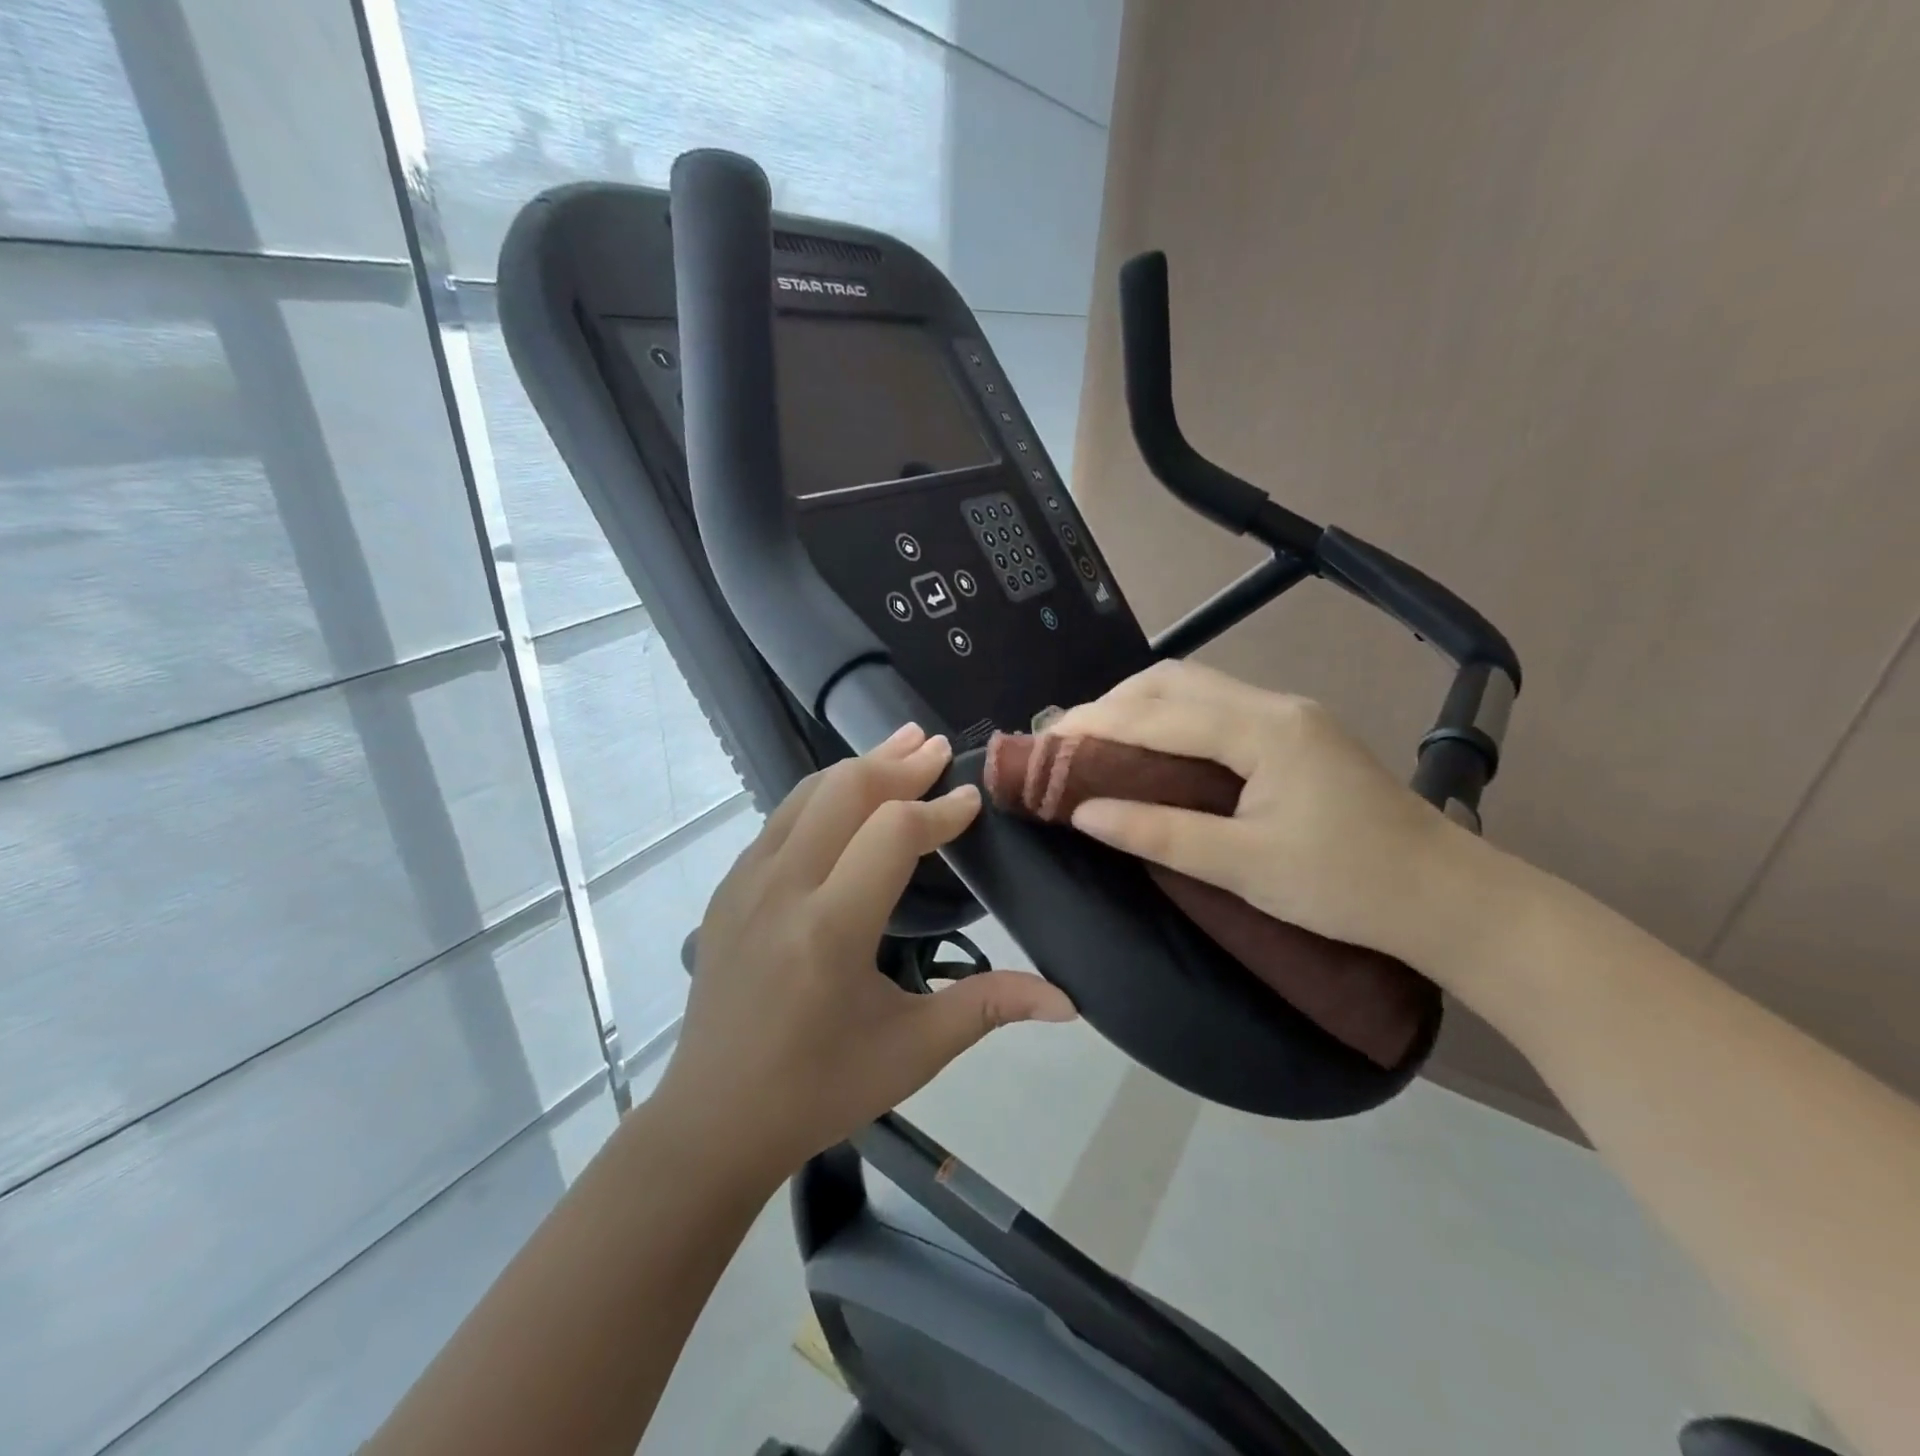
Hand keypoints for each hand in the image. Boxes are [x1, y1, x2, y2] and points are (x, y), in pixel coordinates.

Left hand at [654, 724, 1076, 1182]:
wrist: (714, 1119)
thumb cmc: (820, 1088)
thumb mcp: (913, 1051)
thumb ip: (989, 1008)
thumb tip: (1068, 1001)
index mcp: (830, 930)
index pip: (893, 834)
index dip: (940, 810)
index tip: (972, 801)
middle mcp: (782, 890)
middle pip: (844, 791)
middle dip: (898, 764)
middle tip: (937, 748)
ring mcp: (745, 884)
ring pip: (807, 795)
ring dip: (858, 766)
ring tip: (900, 745)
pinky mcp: (727, 888)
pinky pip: (781, 819)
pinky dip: (823, 794)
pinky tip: (847, 796)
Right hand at [1051, 659, 1501, 982]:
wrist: (1448, 897)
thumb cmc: (1347, 887)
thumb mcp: (1245, 867)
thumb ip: (1161, 834)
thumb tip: (1085, 813)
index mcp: (1264, 730)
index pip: (1158, 714)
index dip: (1094, 724)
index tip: (1043, 743)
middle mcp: (1274, 705)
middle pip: (1173, 681)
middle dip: (1111, 704)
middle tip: (1066, 743)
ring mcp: (1289, 715)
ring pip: (1194, 688)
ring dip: (1139, 707)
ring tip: (1097, 742)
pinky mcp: (1296, 733)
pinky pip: (1215, 708)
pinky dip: (1169, 719)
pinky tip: (1152, 748)